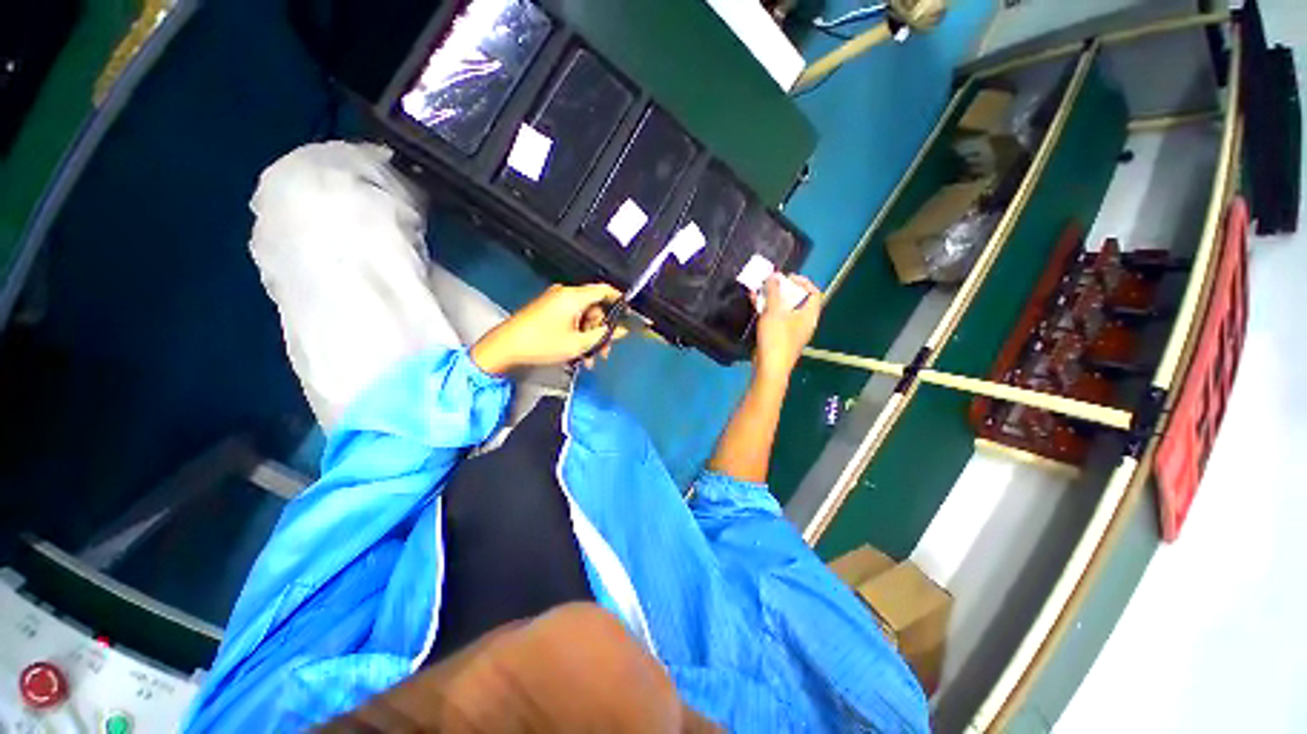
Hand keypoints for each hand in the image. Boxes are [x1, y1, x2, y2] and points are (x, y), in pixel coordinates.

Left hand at [471, 284, 628, 374]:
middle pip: (594, 308)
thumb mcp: (578, 344)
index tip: (627, 314)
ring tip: (589, 358)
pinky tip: (578, 352)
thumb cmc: (542, 343)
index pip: (604, 290)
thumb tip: (619, 331)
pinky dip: (577, 333)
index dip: (619, 301)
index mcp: (574, 296)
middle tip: (604, 350)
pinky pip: (570, 319)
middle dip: (601, 330)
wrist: (506, 347)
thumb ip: (603, 336)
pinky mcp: (547, 310)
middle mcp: (565, 294)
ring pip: (583, 317)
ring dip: (589, 337)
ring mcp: (554, 301)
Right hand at [752, 274, 821, 381]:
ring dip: (771, 298)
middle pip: (797, 299)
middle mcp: (803, 322)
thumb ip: (773, 291)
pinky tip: (754, 302)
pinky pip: (775, 318)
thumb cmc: (776, 338)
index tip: (786, 277)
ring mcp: (791, 330)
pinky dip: (766, 309)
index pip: (814, 292)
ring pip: (783, 309)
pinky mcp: (779, 337)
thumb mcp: (774, 311)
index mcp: (809, 315)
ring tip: (759, 289)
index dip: (802, 281)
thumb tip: (773, 276)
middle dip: (782, 289)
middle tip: (770, 282)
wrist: (769, 368)